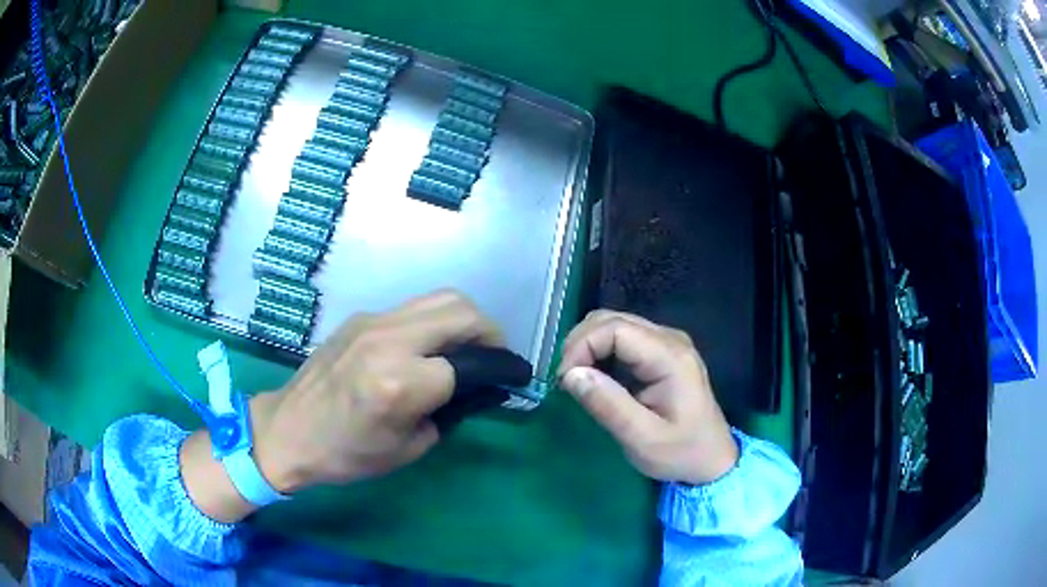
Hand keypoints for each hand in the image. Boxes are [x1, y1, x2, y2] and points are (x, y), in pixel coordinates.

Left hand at [251, 290, 503, 492]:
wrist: (288, 430)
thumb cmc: (346, 453)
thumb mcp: (408, 448)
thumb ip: (447, 413)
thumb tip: (473, 389)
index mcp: (400, 383)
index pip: (470, 363)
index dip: (500, 370)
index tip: (515, 377)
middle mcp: (389, 341)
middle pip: (460, 312)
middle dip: (490, 331)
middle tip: (495, 356)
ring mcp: (372, 322)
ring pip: (439, 299)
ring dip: (465, 319)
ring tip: (468, 346)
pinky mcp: (361, 318)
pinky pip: (412, 308)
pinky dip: (435, 321)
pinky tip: (430, 347)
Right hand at [557, 311, 737, 484]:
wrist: (712, 460)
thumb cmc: (681, 453)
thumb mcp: (642, 439)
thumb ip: (608, 405)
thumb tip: (570, 374)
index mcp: (670, 357)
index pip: (615, 328)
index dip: (582, 346)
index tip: (564, 380)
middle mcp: (670, 339)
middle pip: (612, 319)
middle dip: (580, 344)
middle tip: (566, 381)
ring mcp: (667, 343)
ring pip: (615, 324)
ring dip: (588, 346)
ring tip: (576, 380)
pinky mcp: (661, 352)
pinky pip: (623, 338)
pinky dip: (600, 351)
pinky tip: (595, 377)